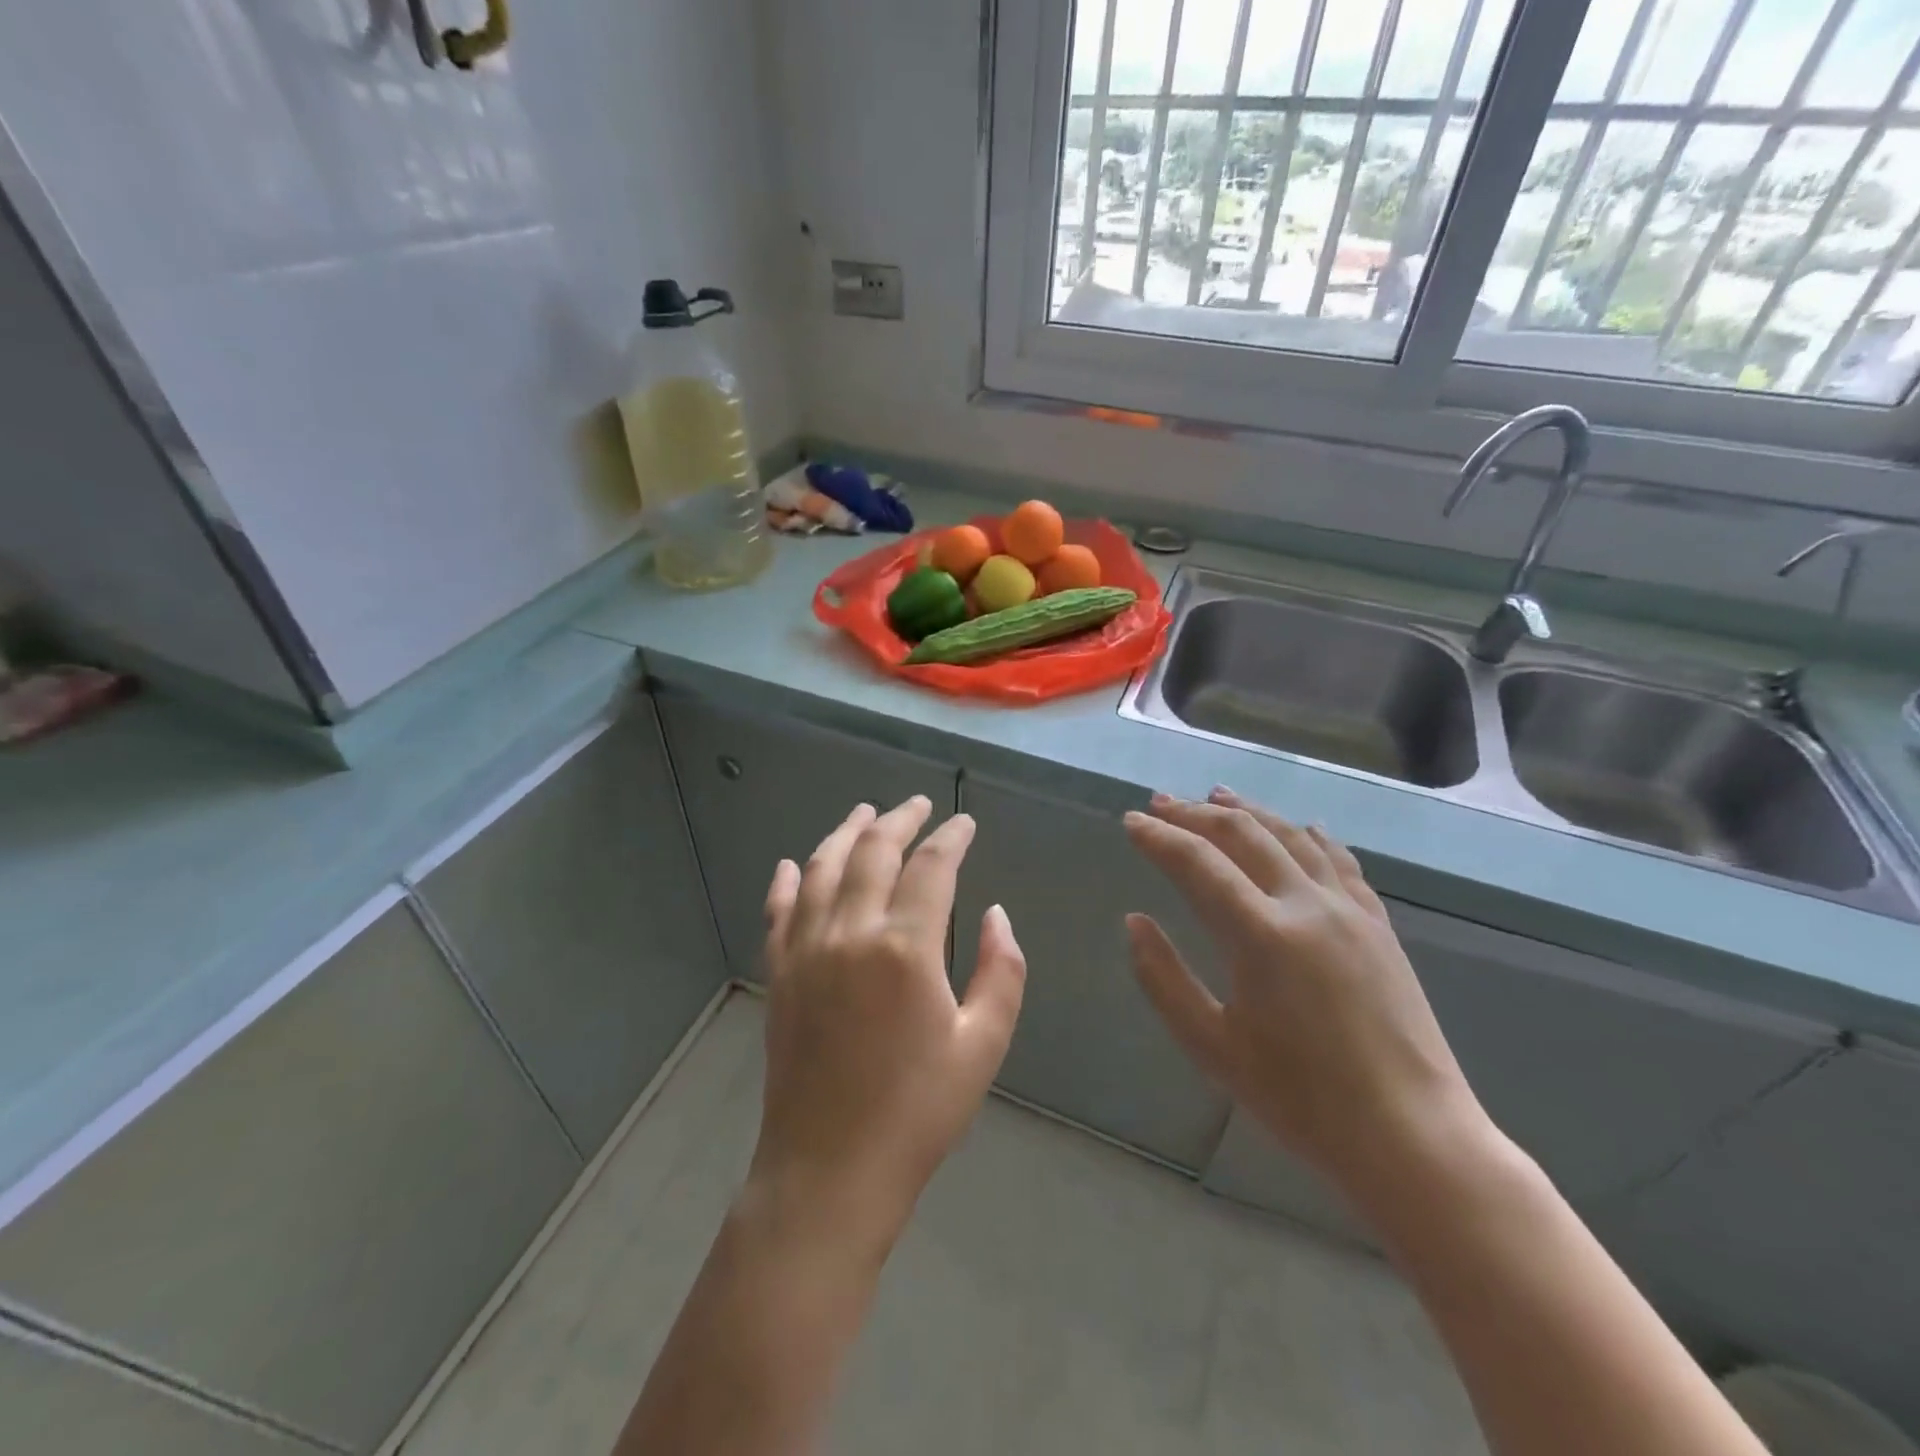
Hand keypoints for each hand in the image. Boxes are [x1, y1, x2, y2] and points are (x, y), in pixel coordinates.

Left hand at [751, 797, 1026, 1248]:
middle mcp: (850, 932)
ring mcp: (806, 950)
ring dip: (846, 833)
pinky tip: (793, 863)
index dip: (951, 837)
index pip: (931, 867)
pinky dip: (788, 880)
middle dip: (899, 820)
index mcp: (905, 948)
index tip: (964, 823)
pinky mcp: (779, 973)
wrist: (829, 1170)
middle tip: (918, 804)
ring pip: (823, 868)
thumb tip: (995, 914)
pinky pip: (779, 910)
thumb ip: (999, 971)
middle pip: (873, 852)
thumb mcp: (983, 1046)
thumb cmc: (917, 1112)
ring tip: (865, 812)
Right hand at [1124, 788, 1491, 1206]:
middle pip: (1243, 835)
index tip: (1131, 821)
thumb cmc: (1301, 1101)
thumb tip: (1134, 921)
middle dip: (1195, 814)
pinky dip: (1309, 835)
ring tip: (1217, 796)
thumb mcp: (1212, 1048)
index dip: (1159, 837)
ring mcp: (1350, 910)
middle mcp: (1307, 905)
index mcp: (1261, 935)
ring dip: (1249, 811)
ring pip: (1292, 836)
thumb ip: (1164, 979)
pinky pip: (1340, 861)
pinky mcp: (1379, 925)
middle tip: (1161, 803)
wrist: (1412, 1137)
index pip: (1197, 864)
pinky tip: (1300, 827)